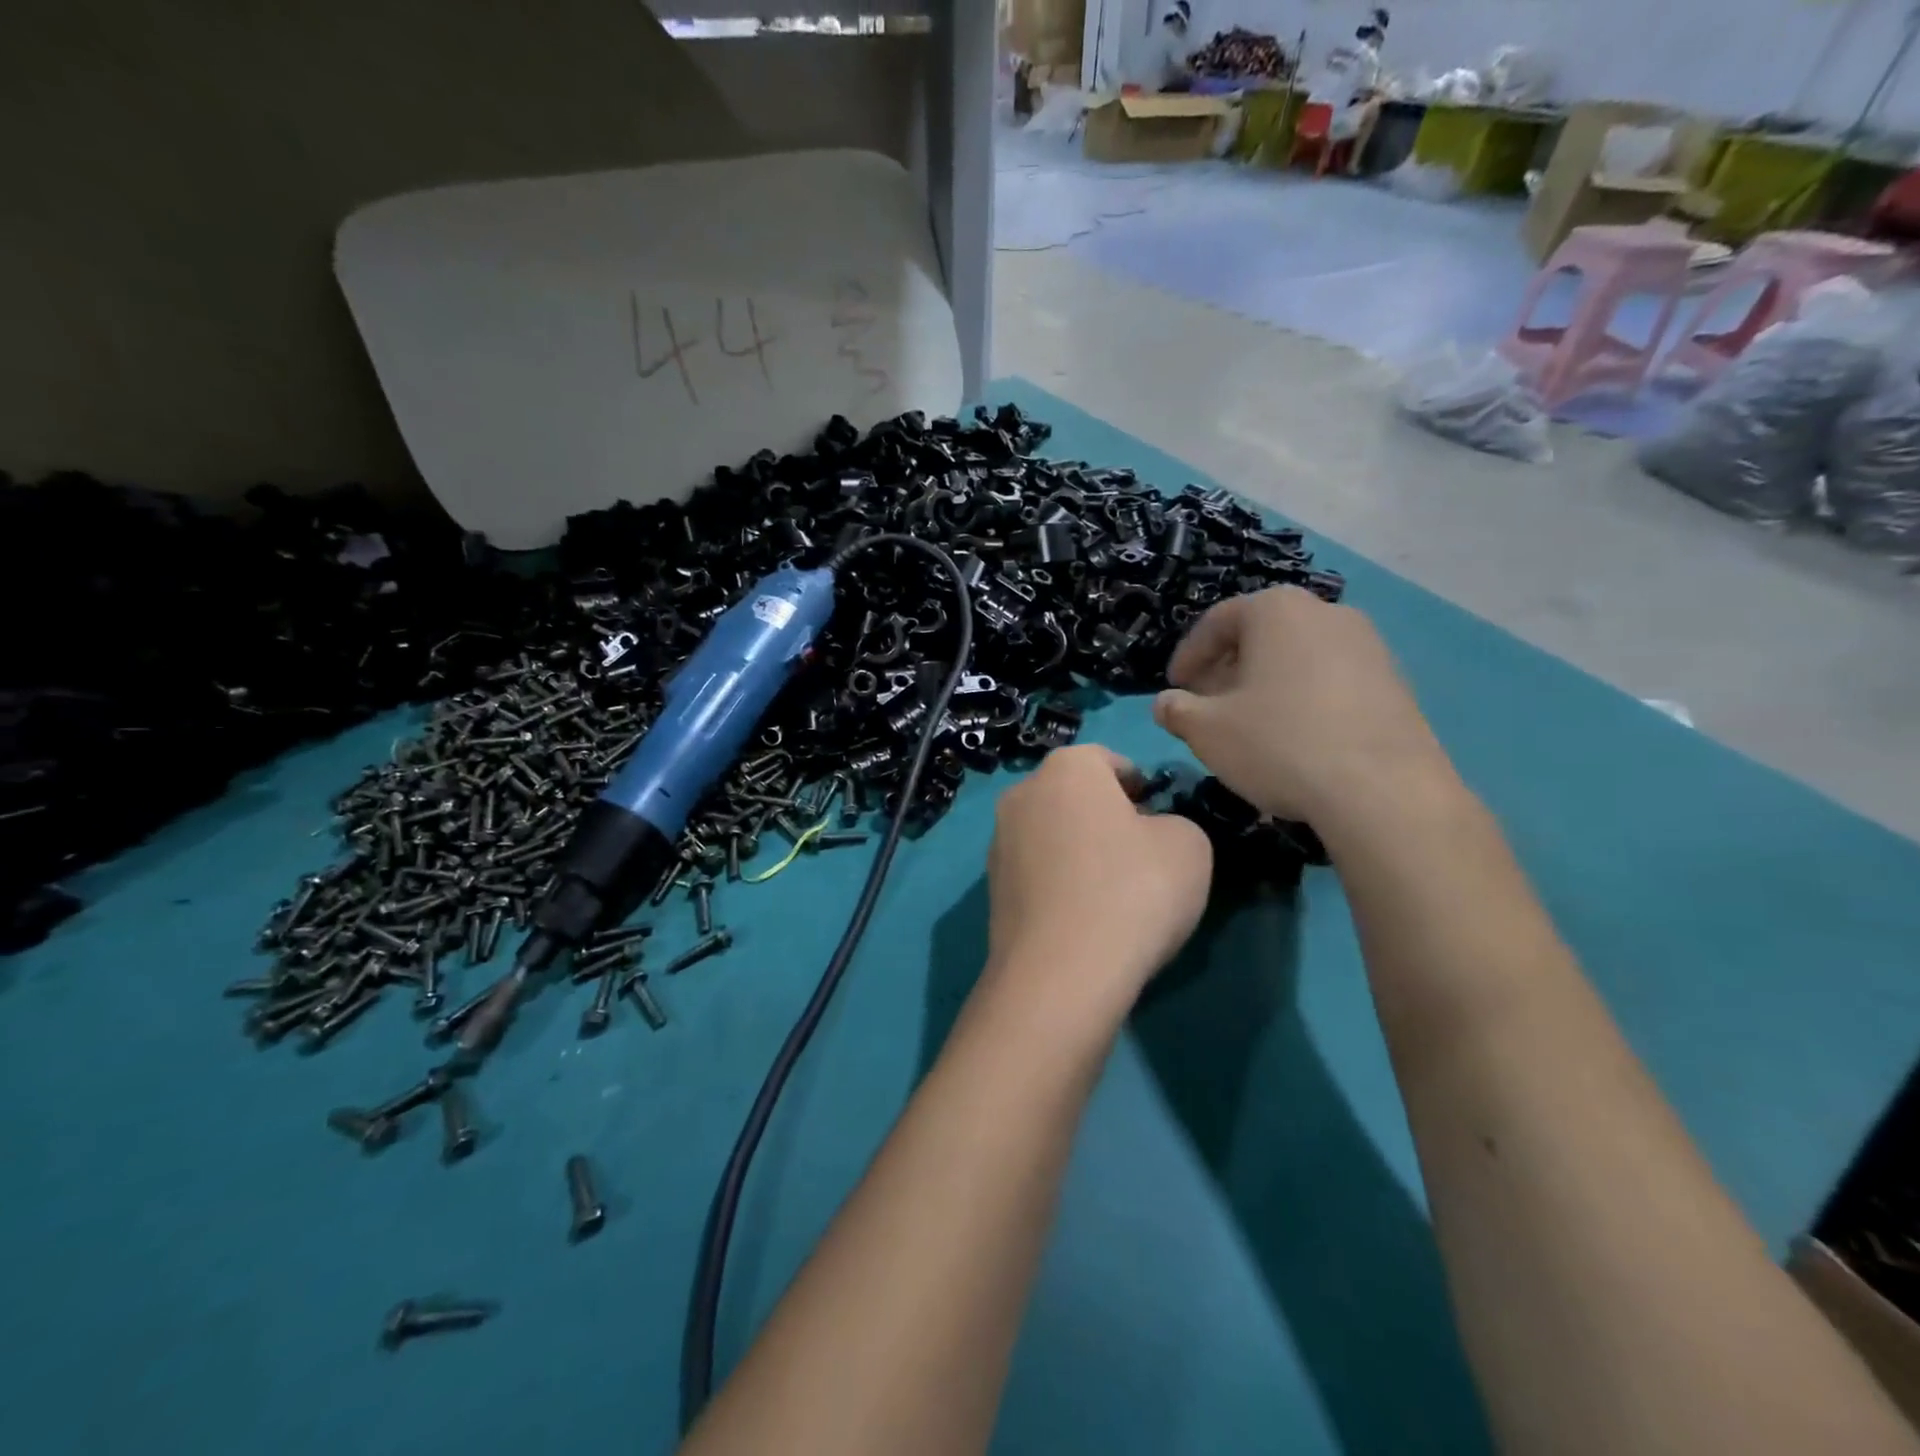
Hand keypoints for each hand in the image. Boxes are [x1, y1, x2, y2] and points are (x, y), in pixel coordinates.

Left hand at [985, 745, 1211, 1020]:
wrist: (1061, 973)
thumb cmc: (1133, 891)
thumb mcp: (1189, 845)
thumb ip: (1174, 822)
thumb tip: (1149, 833)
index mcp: (1067, 768)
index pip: (1109, 761)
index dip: (1140, 786)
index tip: (1160, 818)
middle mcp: (1022, 793)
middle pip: (1075, 796)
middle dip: (1107, 817)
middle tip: (1141, 855)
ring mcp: (999, 842)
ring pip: (1052, 834)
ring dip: (1079, 851)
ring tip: (1112, 894)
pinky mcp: (991, 889)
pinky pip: (1037, 873)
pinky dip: (1059, 884)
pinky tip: (1083, 919)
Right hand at [1153, 587, 1452, 826]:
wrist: (1383, 791)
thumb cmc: (1279, 744)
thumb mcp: (1206, 731)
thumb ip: (1176, 710)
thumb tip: (1166, 703)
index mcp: (1277, 610)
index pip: (1217, 622)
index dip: (1188, 656)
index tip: (1175, 687)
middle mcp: (1326, 613)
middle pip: (1261, 635)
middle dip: (1227, 669)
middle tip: (1207, 705)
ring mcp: (1369, 645)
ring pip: (1297, 657)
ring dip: (1265, 684)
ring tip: (1249, 724)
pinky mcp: (1395, 682)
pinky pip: (1331, 680)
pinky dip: (1303, 698)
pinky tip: (1294, 738)